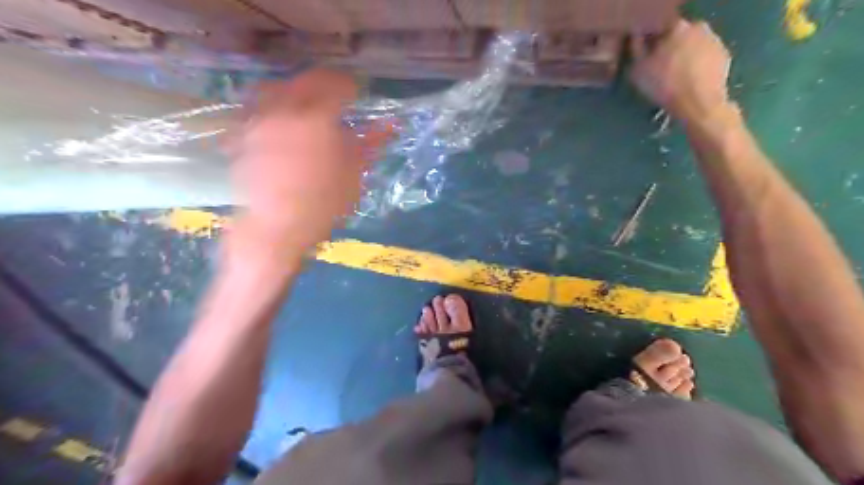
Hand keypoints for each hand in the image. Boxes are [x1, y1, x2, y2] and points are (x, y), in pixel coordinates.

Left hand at [229, 70, 391, 259]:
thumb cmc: (323, 205)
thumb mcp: (354, 175)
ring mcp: (259, 121)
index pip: (336, 86)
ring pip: (274, 88)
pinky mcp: (242, 136)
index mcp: (317, 120)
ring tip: (303, 101)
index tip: (357, 92)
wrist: (277, 227)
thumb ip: (369, 145)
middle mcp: (285, 111)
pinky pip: (255, 109)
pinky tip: (277, 120)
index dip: (350, 86)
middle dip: (322, 82)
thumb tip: (389, 126)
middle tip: (334, 92)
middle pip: (303, 80)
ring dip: (293, 88)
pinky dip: (270, 107)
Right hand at [633, 20, 730, 121]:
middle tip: (660, 66)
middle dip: (670, 47)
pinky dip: (698, 64)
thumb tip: (636, 37)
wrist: (698, 104)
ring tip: (675, 76)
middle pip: (679, 35)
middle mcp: (698, 27)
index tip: (645, 54)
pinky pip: (706, 56)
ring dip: (685, 55)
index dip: (651, 41)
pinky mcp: (724, 55)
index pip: (659, 27)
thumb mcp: (638, 70)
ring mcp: (714, 40)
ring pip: (693, 45)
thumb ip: (636, 49)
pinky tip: (690, 80)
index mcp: (675, 27)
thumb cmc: (664, 85)